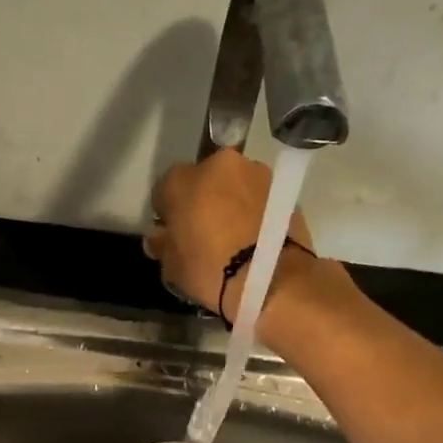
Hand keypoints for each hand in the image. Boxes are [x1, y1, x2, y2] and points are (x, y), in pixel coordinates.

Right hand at [143, 149, 319, 319]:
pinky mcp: (283, 189)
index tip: (172, 232)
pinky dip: (254, 211)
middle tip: (204, 231)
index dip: (167, 212)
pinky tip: (254, 238)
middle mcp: (219, 164)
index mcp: (182, 178)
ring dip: (230, 202)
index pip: (165, 189)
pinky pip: (258, 198)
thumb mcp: (172, 267)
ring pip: (234, 185)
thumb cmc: (209, 270)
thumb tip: (159, 238)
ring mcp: (256, 172)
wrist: (269, 278)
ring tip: (234, 236)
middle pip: (203, 179)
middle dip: (201, 199)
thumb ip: (163, 245)